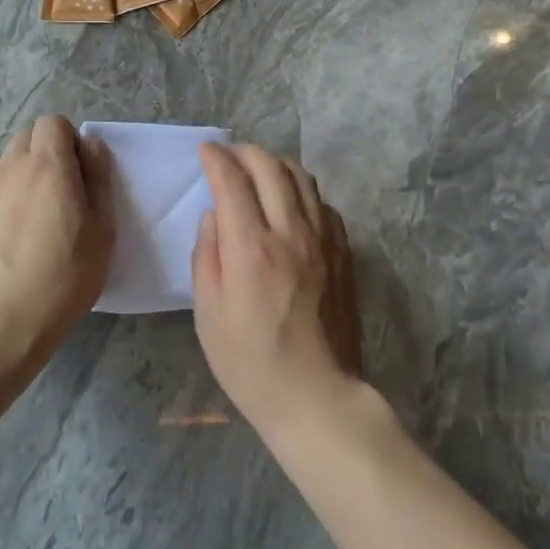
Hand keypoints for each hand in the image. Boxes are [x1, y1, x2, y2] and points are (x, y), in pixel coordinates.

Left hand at [0, 116, 113, 385]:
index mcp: (48, 166)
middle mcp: (12, 170)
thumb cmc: (64, 276)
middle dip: (50, 151)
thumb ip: (99, 179)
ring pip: (11, 163)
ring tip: (46, 216)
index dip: (72, 140)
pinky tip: (24, 237)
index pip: (53, 122)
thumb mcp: (102, 229)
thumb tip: (91, 145)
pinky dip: (14, 198)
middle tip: (69, 191)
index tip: (85, 174)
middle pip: (29, 137)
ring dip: (31, 174)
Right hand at [191, 143, 362, 436]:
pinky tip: (291, 204)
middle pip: (270, 168)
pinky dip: (302, 191)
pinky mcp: (343, 253)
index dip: (216, 159)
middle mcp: (290, 233)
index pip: (232, 181)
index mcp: (251, 248)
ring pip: (302, 179)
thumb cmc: (251, 363)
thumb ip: (206, 256)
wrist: (316, 397)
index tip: (206, 151)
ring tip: (259, 171)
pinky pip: (323, 204)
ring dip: (276, 164)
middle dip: (245, 152)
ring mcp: (323, 241)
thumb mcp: (208, 315)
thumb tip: (214, 216)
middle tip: (229, 155)